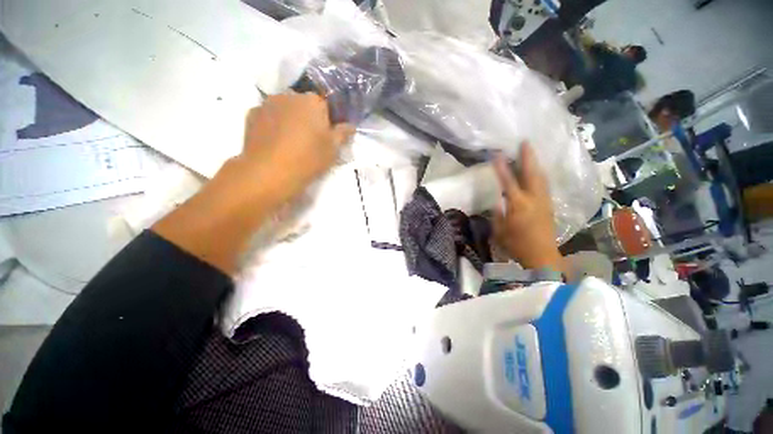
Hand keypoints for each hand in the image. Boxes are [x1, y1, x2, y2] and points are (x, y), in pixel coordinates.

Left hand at [239, 93, 354, 201]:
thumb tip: (350, 126)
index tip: (327, 136)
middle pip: (303, 104)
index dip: (327, 120)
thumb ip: (343, 134)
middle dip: (308, 117)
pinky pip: (268, 116)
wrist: (270, 172)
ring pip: (285, 108)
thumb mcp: (333, 149)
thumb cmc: (309, 158)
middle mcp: (289, 96)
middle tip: (310, 140)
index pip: (325, 105)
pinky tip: (275, 141)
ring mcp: (267, 104)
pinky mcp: (251, 115)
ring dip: (290, 119)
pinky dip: (273, 124)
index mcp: (312, 101)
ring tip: (290, 141)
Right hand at [492, 143, 562, 271]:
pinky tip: (538, 171)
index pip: (508, 181)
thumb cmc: (516, 245)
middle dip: (527, 157)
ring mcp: (544, 201)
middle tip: (525, 142)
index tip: (497, 154)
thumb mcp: (499, 230)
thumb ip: (498, 213)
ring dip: (535, 163)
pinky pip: (545, 185)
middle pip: (531, 173)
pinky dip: (540, 174)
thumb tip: (498, 200)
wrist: (542, 256)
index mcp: (518, 205)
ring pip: (541, 177)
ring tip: (531, 152)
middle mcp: (534, 199)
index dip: (502, 167)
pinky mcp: (550, 205)